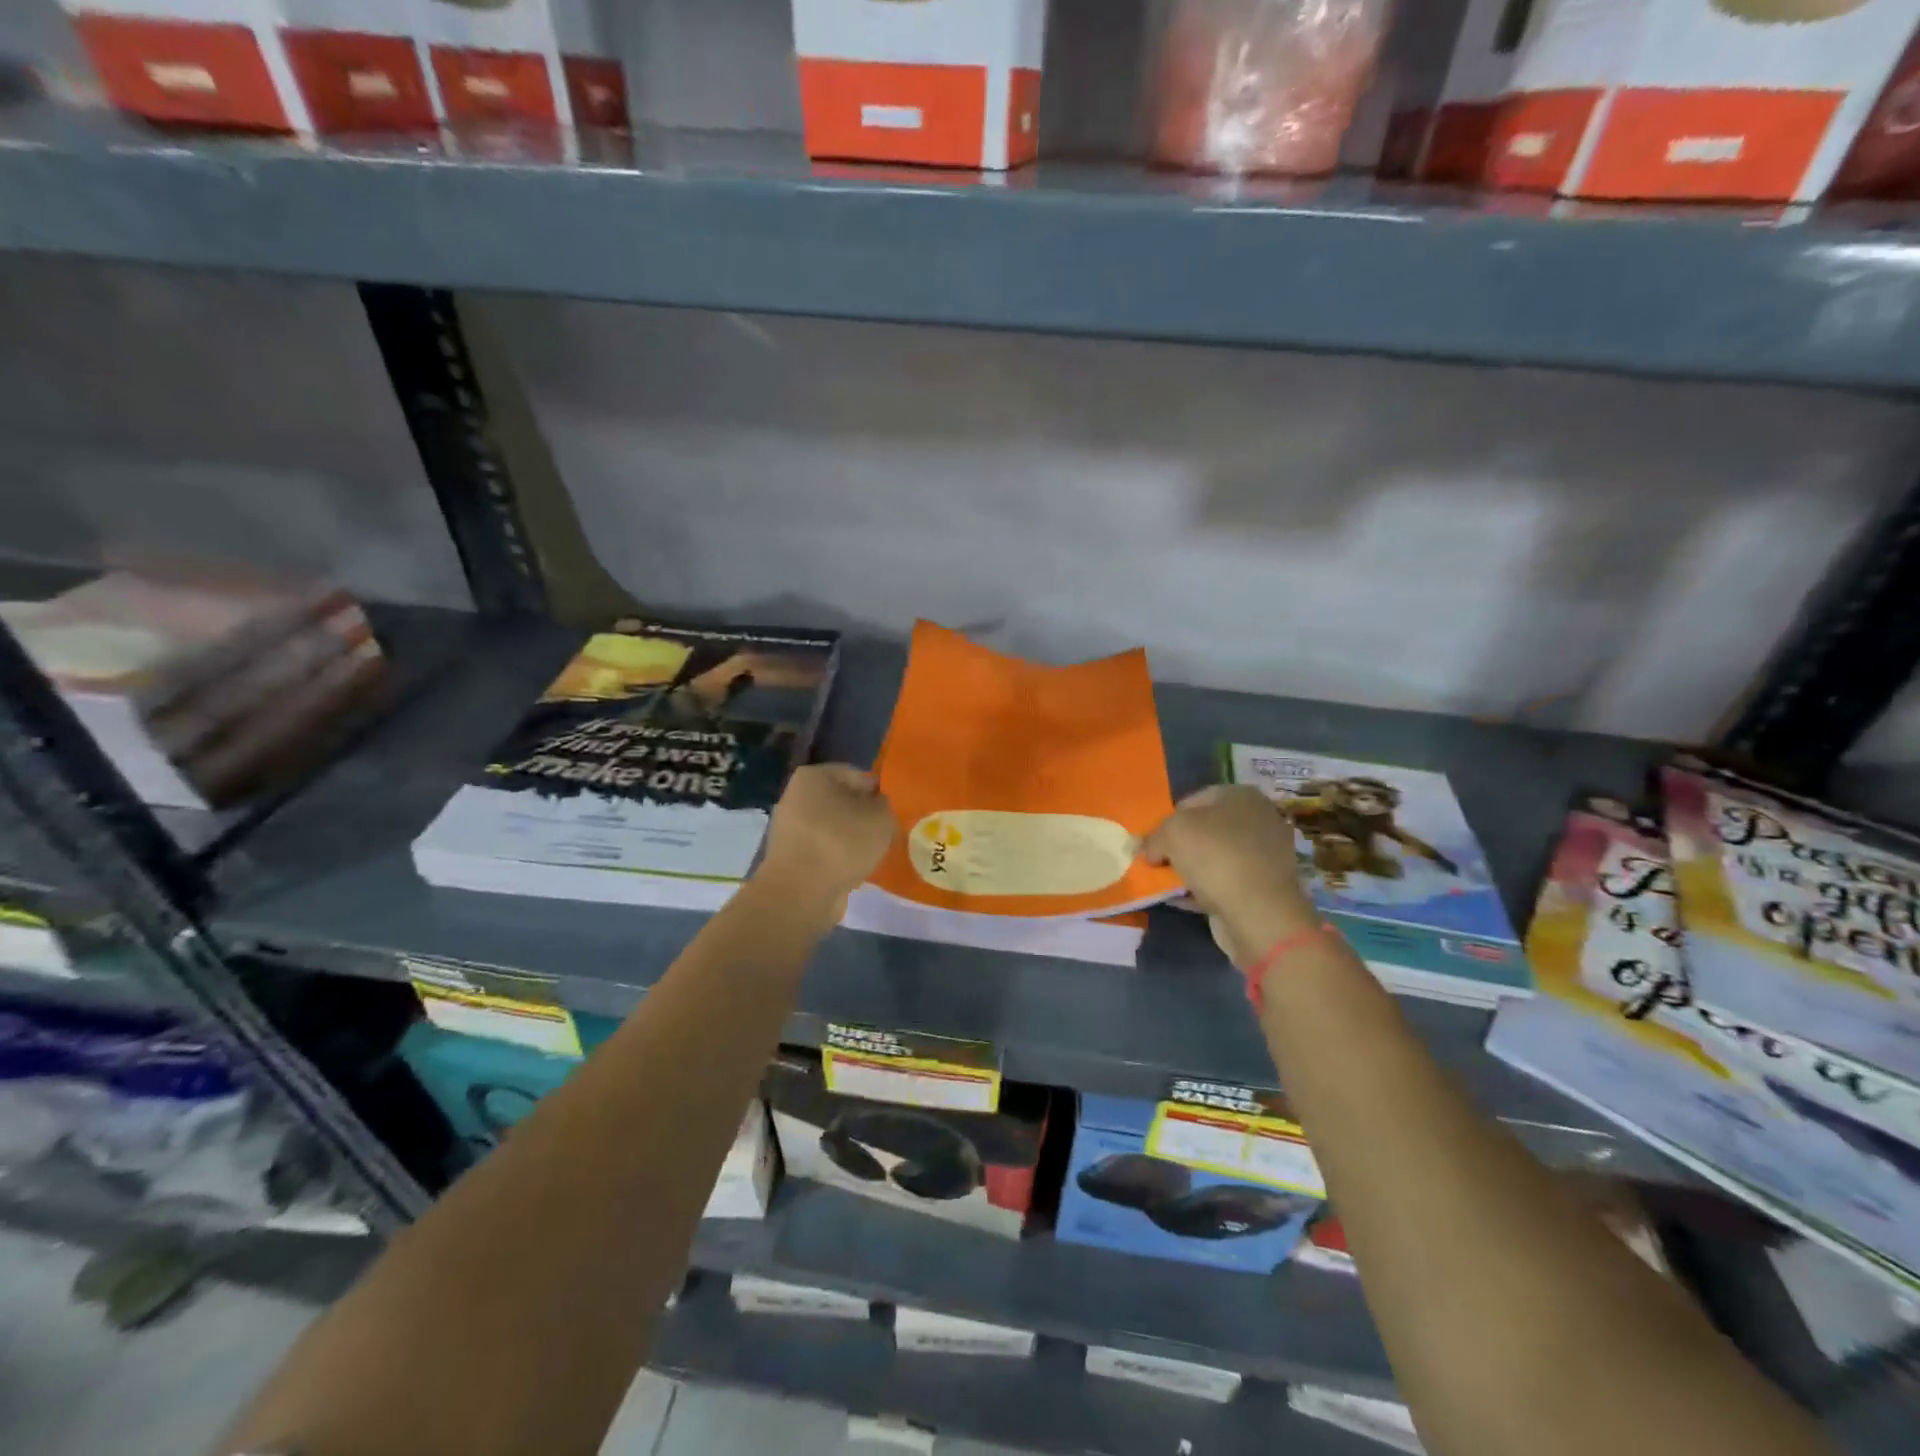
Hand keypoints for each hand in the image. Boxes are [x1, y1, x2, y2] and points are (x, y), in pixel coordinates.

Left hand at [756, 764, 897, 916]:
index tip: (895, 813)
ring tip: (873, 855)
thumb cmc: (842, 844)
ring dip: (853, 840)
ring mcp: (789, 828)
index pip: (859, 776)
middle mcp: (796, 795)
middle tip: (887, 834)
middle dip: (866, 817)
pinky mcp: (789, 856)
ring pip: (834, 828)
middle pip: (844, 802)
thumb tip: (879, 808)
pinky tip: (855, 870)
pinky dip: (839, 857)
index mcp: (814, 776)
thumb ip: (886, 805)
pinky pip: (824, 850)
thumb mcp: (881, 817)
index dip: (881, 793)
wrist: (800, 894)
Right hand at [1140, 785, 1315, 964]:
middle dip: (1179, 846)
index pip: (1192, 800)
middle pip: (1205, 829)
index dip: (1167, 820)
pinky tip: (1181, 900)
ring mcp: (1265, 855)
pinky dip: (1203, 890)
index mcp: (1241, 796)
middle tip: (1157, 862)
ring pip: (1214, 857)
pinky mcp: (1264, 887)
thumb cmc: (1216, 858)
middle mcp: (1258, 819)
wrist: (1259, 914)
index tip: (1152, 843)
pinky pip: (1224, 883)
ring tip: (1166, 883)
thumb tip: (1145, 849)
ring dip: (1189, 869)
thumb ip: (1152, 837)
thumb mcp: (1171, 834)